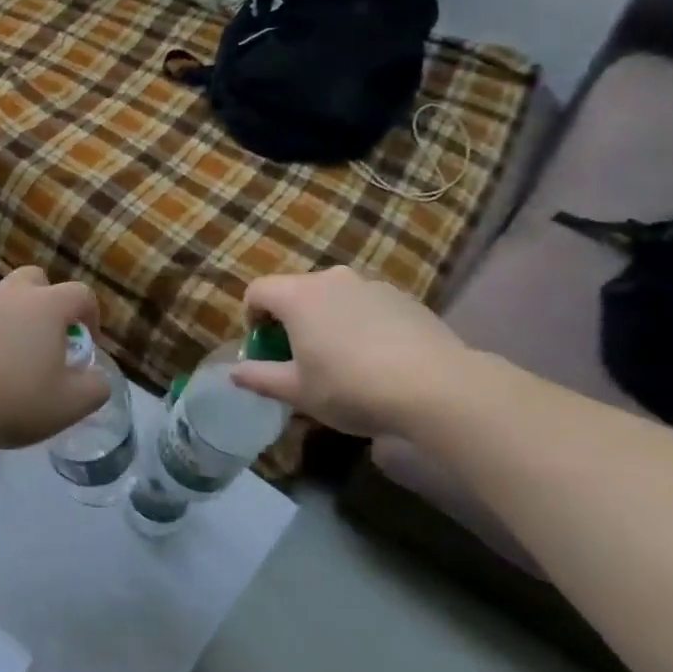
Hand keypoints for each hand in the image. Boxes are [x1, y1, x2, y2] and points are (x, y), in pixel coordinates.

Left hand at [0, 268, 109, 449]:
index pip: (80, 294)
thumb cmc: (17, 400)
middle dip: (47, 301)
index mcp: (46, 305)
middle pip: (35, 280)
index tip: (87, 342)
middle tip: (48, 338)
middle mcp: (11, 295)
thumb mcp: (72, 403)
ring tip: (12, 356)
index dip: (90, 315)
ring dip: (13, 317)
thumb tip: (95, 375)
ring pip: (2, 298)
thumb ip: (96, 386)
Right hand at [230, 268, 470, 436]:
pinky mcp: (404, 297)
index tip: (264, 348)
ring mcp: (371, 285)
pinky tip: (377, 358)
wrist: (438, 389)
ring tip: (342, 359)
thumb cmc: (352, 388)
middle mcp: (331, 279)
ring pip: (333, 297)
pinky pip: (366, 305)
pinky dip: (360, 323)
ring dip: (326, 320)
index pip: (257, 291)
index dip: (251, 318)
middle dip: (290, 320)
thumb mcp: (298, 392)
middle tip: (300, 358)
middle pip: (295, 291)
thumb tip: (235, 373)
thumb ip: (260, 378)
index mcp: (297, 296)